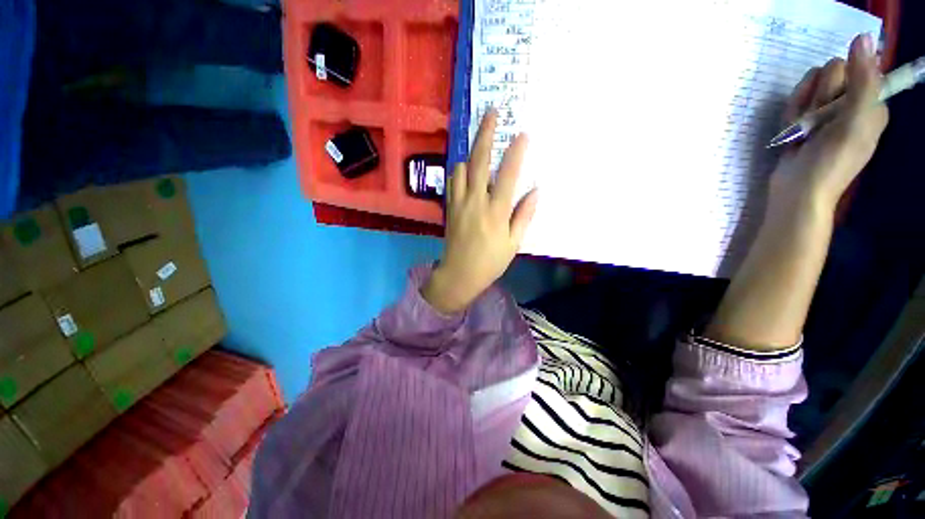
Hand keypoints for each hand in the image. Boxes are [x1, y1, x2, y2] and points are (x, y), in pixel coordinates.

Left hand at [421, 110, 538, 313]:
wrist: (459, 274)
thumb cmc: (490, 261)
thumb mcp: (513, 243)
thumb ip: (524, 215)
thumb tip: (535, 191)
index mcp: (496, 212)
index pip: (508, 175)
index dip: (516, 152)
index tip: (523, 134)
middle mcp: (476, 202)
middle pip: (479, 161)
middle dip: (486, 134)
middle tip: (492, 113)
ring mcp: (459, 203)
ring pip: (461, 167)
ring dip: (472, 155)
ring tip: (481, 151)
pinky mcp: (449, 207)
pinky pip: (452, 180)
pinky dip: (460, 171)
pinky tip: (467, 173)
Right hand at [770, 33, 888, 213]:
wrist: (798, 191)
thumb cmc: (830, 162)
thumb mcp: (854, 121)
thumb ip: (863, 80)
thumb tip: (862, 38)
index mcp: (872, 103)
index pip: (854, 67)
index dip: (839, 83)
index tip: (834, 107)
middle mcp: (852, 103)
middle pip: (831, 75)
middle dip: (818, 98)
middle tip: (816, 124)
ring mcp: (828, 113)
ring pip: (810, 87)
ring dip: (801, 108)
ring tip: (802, 133)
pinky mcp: (807, 121)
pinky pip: (796, 102)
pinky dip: (790, 116)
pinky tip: (792, 134)